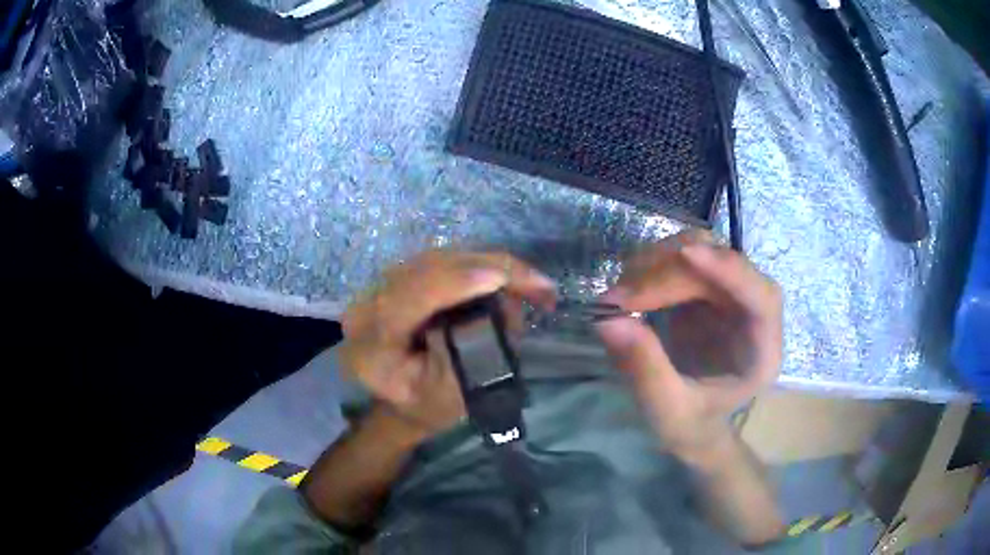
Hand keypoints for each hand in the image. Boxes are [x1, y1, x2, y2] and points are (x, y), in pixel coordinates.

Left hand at [339, 250, 556, 438]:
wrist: (400, 399)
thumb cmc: (424, 406)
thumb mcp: (447, 396)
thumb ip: (468, 356)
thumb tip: (498, 306)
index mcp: (370, 341)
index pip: (409, 298)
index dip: (455, 283)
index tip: (500, 279)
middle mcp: (371, 301)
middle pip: (431, 267)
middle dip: (492, 269)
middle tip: (542, 287)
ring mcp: (386, 284)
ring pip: (444, 258)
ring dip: (495, 266)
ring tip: (535, 287)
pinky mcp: (405, 276)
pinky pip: (447, 260)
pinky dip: (485, 266)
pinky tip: (512, 280)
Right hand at [595, 231, 782, 464]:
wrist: (694, 426)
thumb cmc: (692, 426)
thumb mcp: (667, 412)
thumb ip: (645, 370)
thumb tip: (606, 320)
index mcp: (762, 351)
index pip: (762, 297)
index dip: (728, 269)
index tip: (685, 254)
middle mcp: (752, 313)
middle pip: (723, 266)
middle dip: (670, 273)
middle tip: (619, 298)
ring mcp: (729, 296)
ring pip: (701, 251)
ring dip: (657, 264)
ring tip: (619, 295)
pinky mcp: (706, 289)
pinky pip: (681, 260)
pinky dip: (651, 268)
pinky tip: (628, 289)